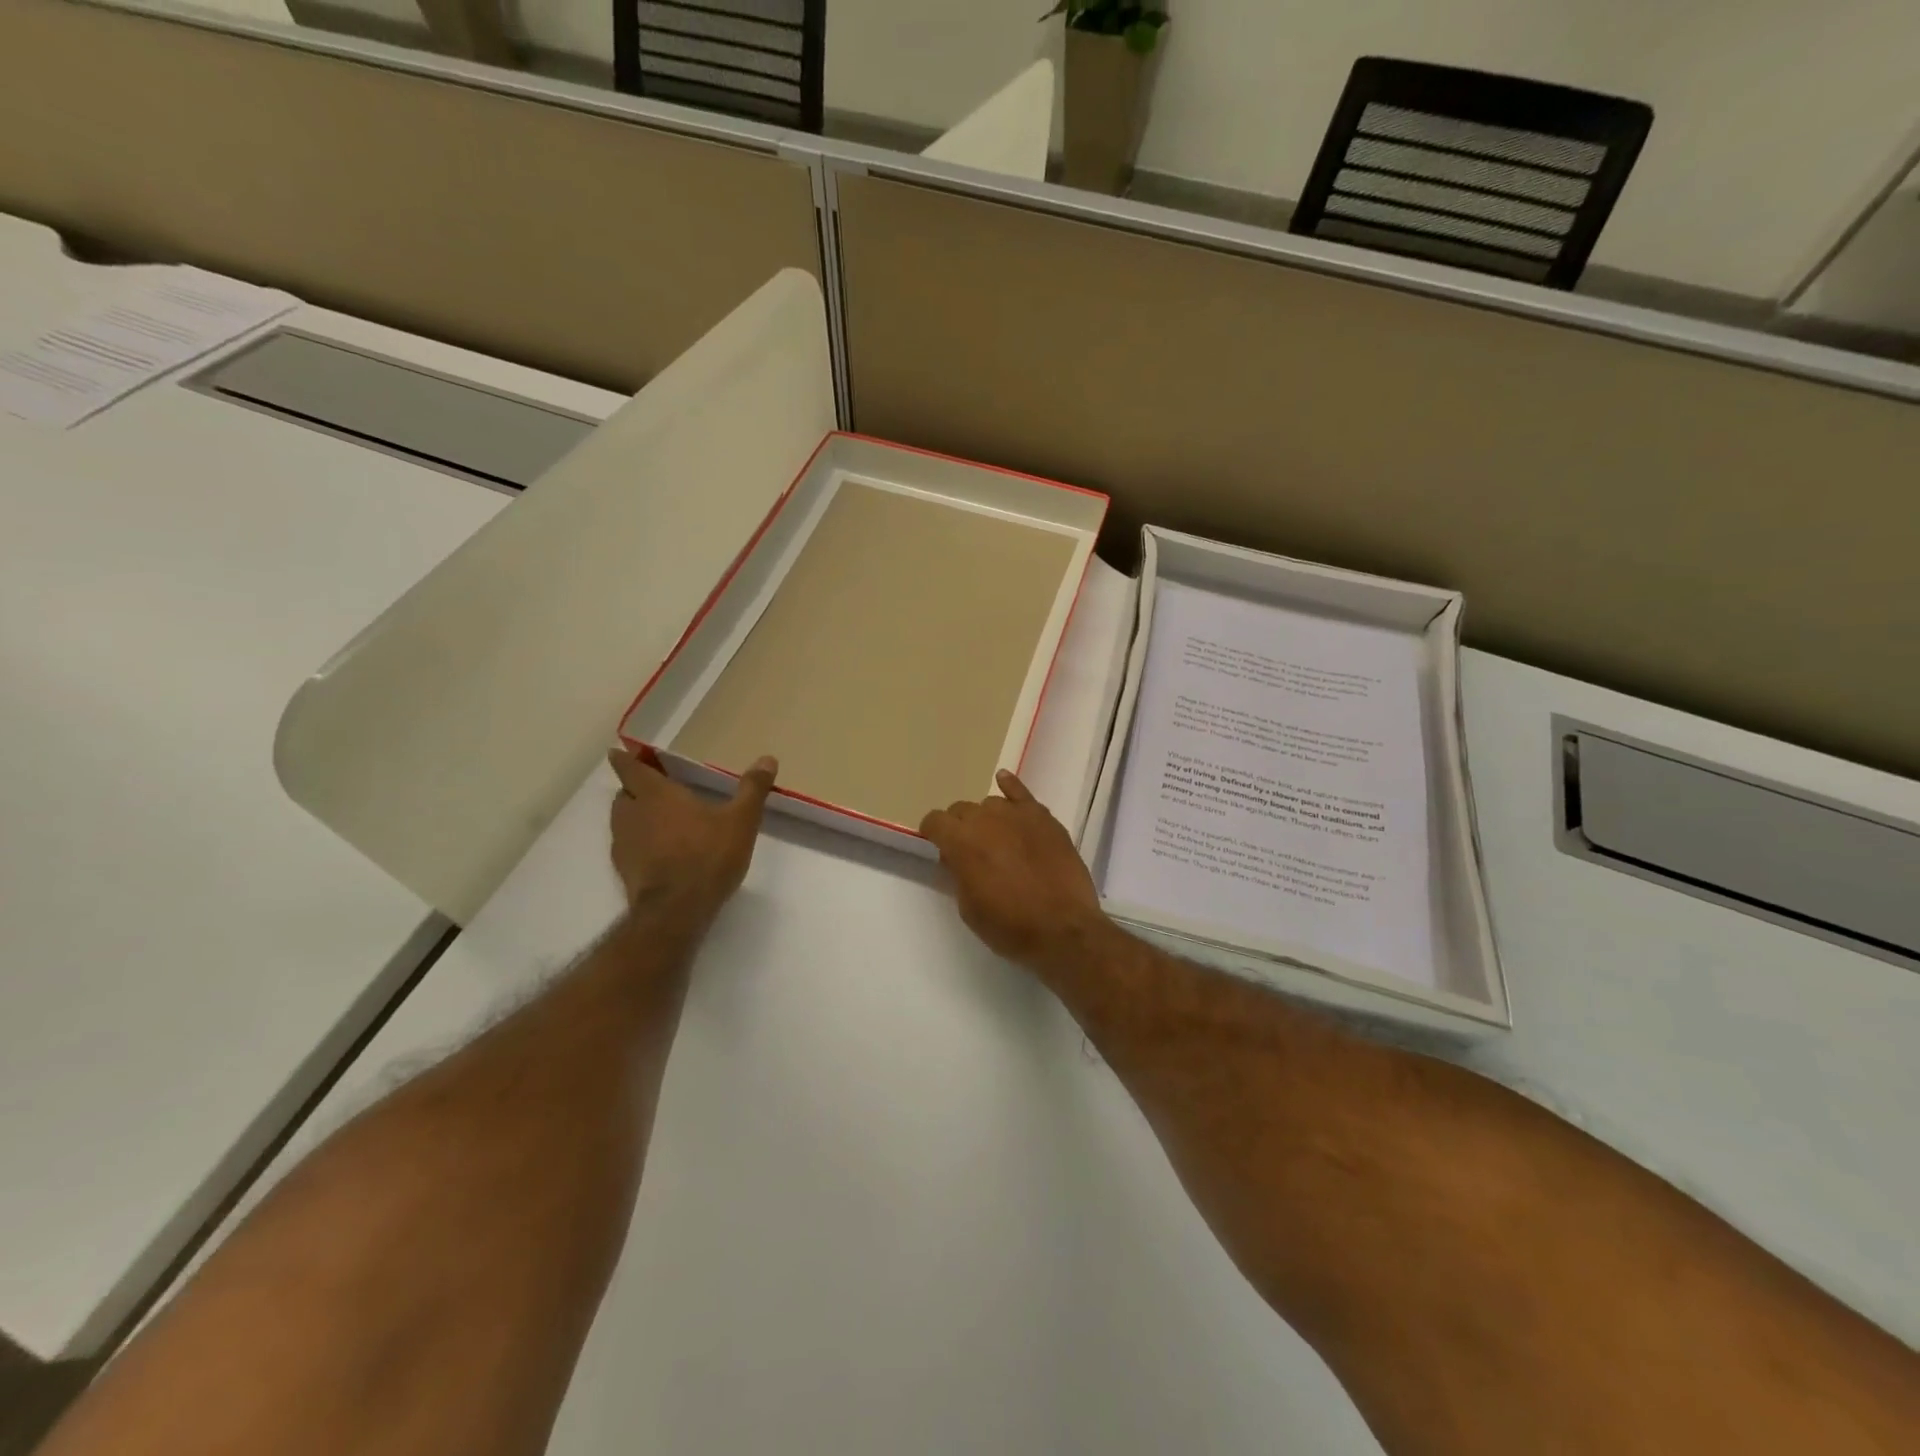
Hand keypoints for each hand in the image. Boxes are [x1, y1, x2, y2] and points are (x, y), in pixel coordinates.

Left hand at [608, 748, 777, 922]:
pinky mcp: (624, 869)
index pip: (630, 769)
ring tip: (656, 818)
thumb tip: (767, 758)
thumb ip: (752, 789)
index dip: (625, 759)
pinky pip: (626, 845)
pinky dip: (637, 841)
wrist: (676, 911)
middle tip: (652, 787)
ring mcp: (624, 843)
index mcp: (657, 795)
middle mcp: (633, 814)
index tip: (619, 752)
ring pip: (621, 819)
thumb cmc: (708, 856)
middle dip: (633, 787)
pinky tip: (657, 850)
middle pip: (623, 793)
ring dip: (633, 814)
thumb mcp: (740, 821)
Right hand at [919, 770, 1110, 971]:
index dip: (933, 833)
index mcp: (961, 842)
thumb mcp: (969, 907)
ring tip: (996, 838)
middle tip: (968, 850)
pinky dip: (1010, 786)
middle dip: (959, 826)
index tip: (937, 845)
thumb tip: (957, 856)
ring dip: (986, 818)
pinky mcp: (1044, 818)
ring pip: (990, 804)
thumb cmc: (1010, 926)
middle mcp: (985, 819)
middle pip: (962, 810)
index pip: (935, 821)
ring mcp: (1017, 815)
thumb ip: (958, 874)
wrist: (1063, 929)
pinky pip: (1021, 793)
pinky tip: (1003, 780)